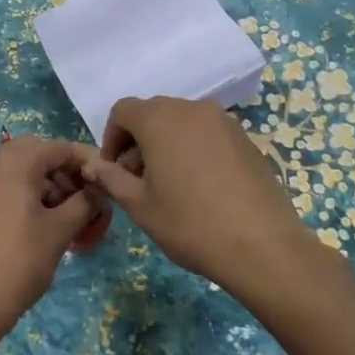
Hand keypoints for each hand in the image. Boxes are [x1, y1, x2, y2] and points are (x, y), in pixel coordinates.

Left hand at [0, 135, 109, 337]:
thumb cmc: (20, 260)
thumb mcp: (60, 230)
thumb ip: (84, 203)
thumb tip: (98, 192)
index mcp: (16, 159)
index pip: (61, 148)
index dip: (87, 163)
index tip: (106, 182)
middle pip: (38, 155)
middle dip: (65, 174)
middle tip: (86, 200)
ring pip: (19, 169)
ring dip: (46, 184)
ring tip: (67, 216)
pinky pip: (3, 184)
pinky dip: (25, 194)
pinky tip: (41, 221)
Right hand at [79, 96, 313, 293]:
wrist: (263, 245)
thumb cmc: (190, 224)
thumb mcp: (140, 206)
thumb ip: (111, 178)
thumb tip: (92, 165)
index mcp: (159, 119)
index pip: (122, 111)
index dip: (112, 138)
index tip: (115, 171)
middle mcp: (190, 109)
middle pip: (153, 113)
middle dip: (138, 141)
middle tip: (139, 181)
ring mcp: (222, 120)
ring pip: (181, 122)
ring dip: (166, 143)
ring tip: (171, 185)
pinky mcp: (245, 137)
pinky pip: (207, 132)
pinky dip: (194, 148)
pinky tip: (201, 185)